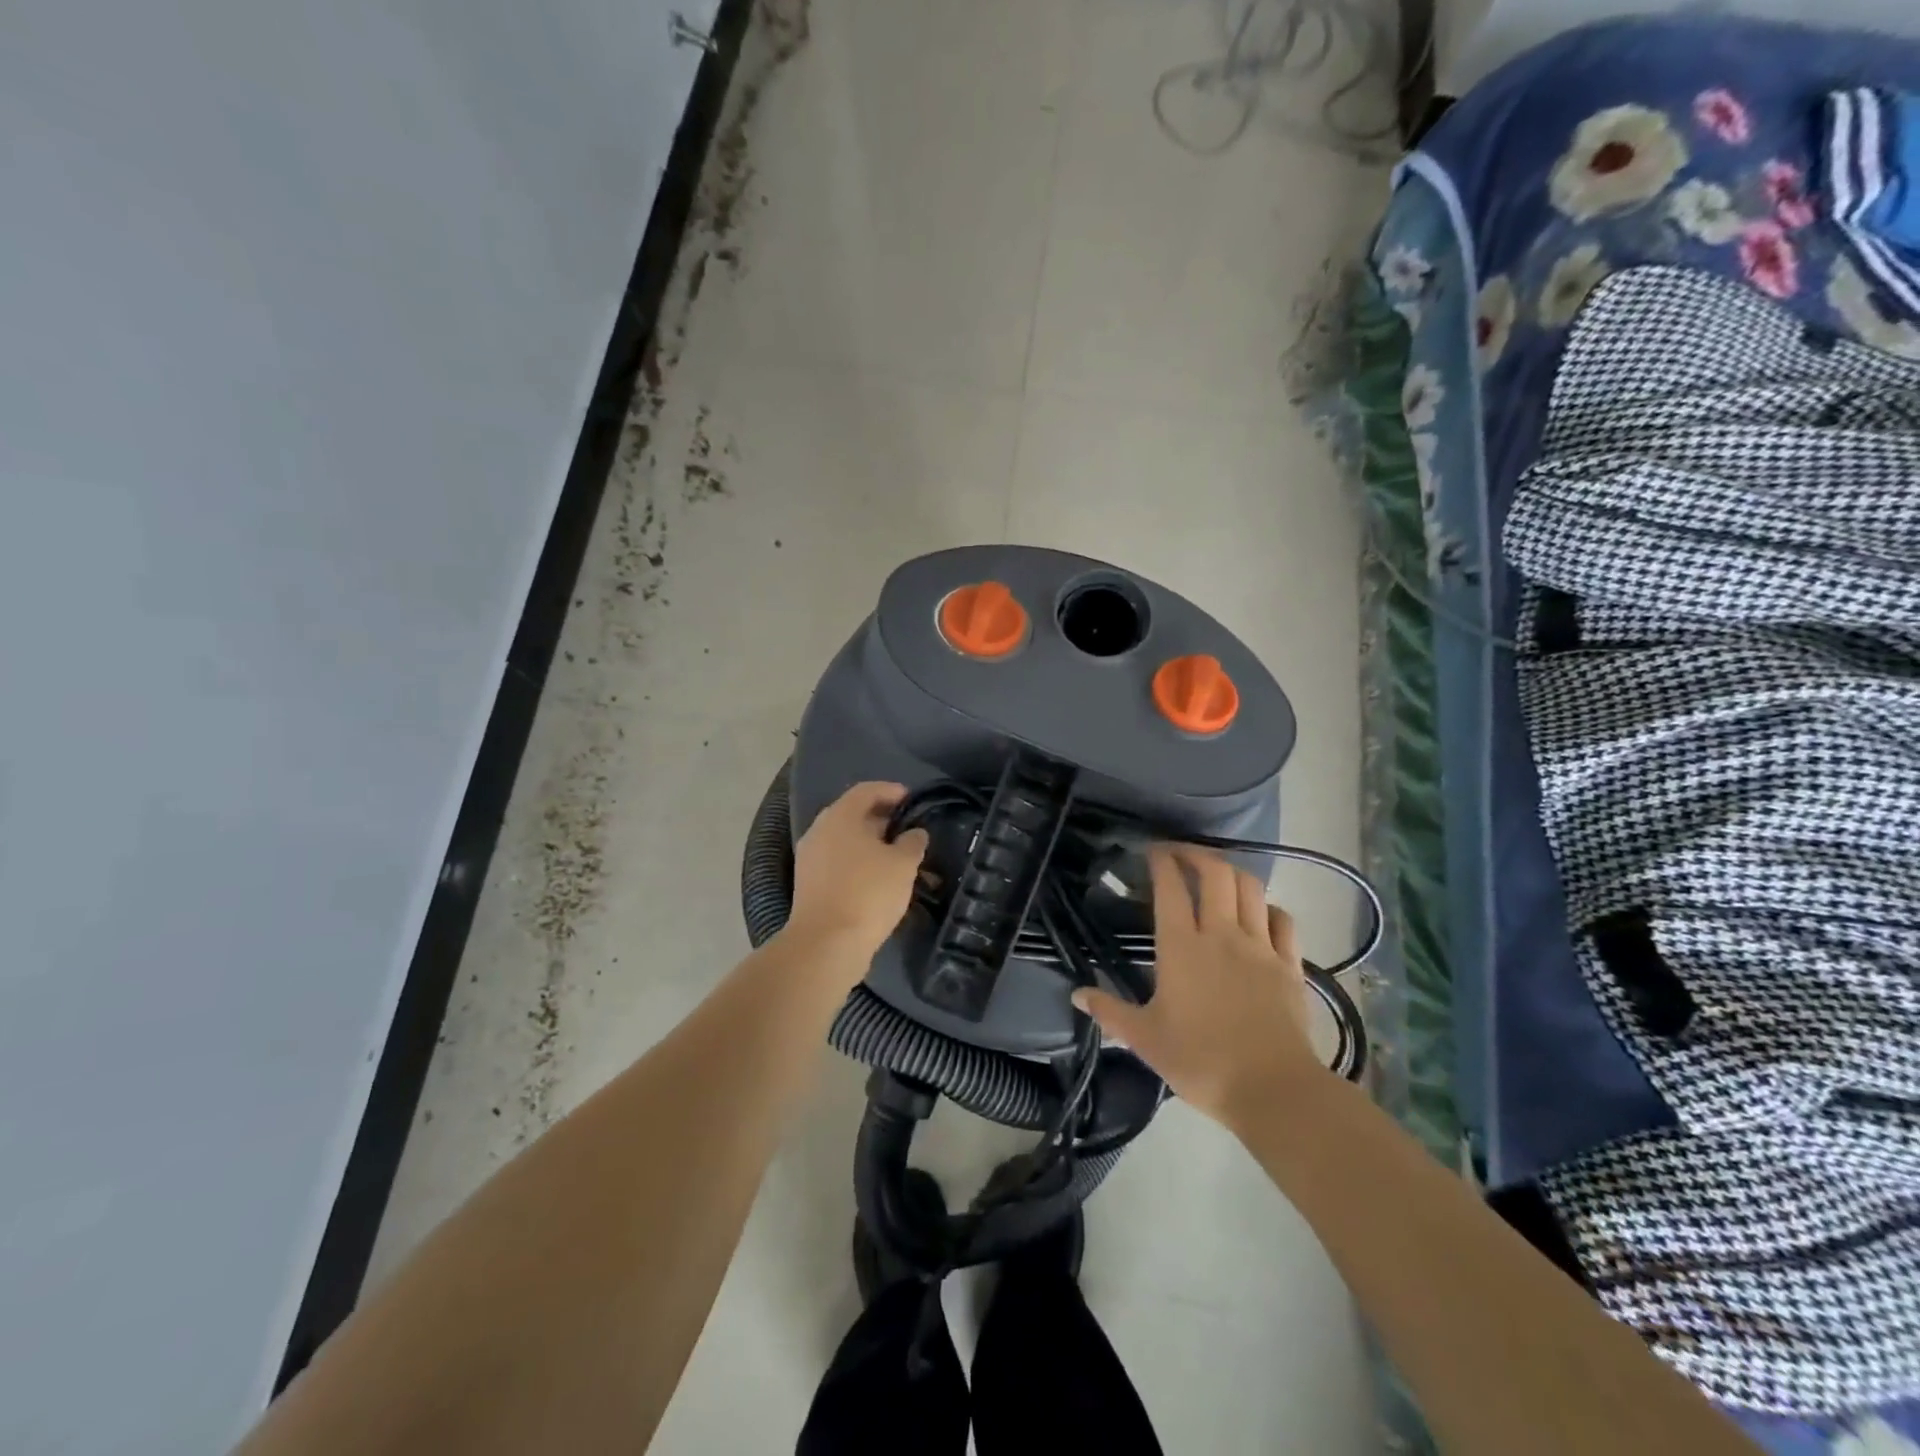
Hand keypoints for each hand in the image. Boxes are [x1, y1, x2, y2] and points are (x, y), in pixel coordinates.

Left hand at [785, 782, 928, 963]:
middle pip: (852, 814)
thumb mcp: (903, 865)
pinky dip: (856, 861)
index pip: (866, 790)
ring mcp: (810, 858)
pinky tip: (876, 877)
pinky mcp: (808, 884)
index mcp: (840, 817)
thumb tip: (914, 833)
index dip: (890, 790)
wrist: (826, 944)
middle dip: (880, 818)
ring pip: (843, 840)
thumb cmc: (868, 893)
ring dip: (868, 842)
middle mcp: (819, 831)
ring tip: (895, 855)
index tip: (910, 799)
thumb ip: (912, 842)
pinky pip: (836, 861)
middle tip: (905, 827)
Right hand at [1073, 844, 1323, 1127]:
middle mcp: (1221, 934)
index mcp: (1181, 946)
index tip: (1151, 850)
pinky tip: (1260, 912)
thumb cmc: (1201, 1061)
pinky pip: (1283, 920)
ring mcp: (1260, 946)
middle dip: (1196, 853)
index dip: (1161, 861)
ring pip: (1251, 888)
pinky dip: (1268, 906)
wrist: (1273, 1090)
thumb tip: (1076, 995)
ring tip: (1217, 873)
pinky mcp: (1290, 964)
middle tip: (1180, 853)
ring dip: (1231, 872)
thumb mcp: (1145, 1039)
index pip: (1170, 887)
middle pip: (1215, 873)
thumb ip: (1110, 1012)